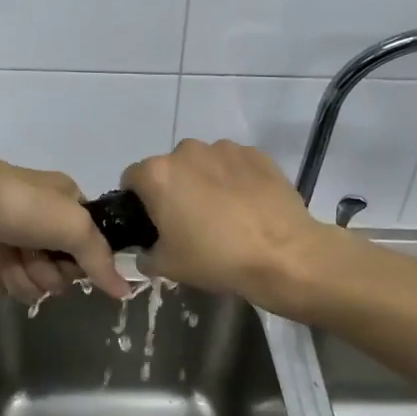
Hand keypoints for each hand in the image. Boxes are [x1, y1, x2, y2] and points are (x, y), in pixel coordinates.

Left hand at [0, 148, 131, 302]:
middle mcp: (40, 219)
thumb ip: (101, 260)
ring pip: (26, 282)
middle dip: (42, 271)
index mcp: (66, 203)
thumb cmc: (22, 205)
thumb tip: (126, 291)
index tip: (67, 260)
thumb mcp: (74, 226)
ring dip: (15, 274)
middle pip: (56, 273)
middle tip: (28, 254)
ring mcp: (9, 235)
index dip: (78, 262)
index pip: (88, 248)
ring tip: (1, 253)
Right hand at [122, 140, 327, 309]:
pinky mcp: (255, 153)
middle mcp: (186, 151)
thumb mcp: (169, 267)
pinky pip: (234, 164)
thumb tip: (147, 251)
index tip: (153, 223)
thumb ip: (146, 255)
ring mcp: (224, 148)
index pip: (132, 179)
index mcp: (158, 174)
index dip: (139, 202)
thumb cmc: (216, 258)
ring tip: (225, 214)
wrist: (283, 254)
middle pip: (170, 168)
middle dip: (175, 189)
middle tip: (190, 222)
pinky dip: (235, 180)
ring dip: (205, 182)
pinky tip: (248, 207)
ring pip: (203, 164)